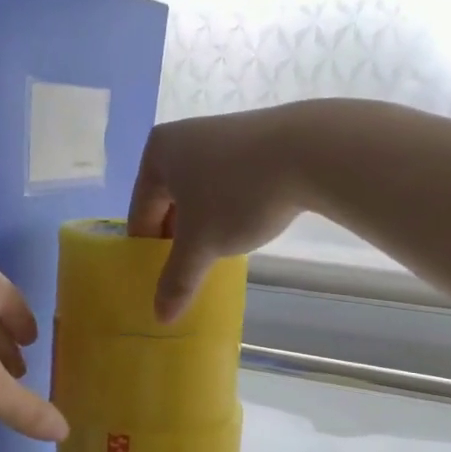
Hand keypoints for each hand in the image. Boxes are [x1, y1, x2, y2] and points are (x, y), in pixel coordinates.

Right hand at [128, 105, 308, 320]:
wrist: (309, 151)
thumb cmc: (237, 194)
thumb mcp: (202, 244)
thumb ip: (177, 280)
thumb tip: (159, 317)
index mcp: (157, 154)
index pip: (141, 215)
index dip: (149, 253)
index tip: (160, 283)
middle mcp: (182, 137)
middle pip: (169, 202)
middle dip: (178, 238)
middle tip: (189, 272)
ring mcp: (220, 134)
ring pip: (200, 192)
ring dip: (204, 225)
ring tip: (219, 253)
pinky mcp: (253, 139)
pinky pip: (227, 181)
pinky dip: (229, 207)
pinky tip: (245, 226)